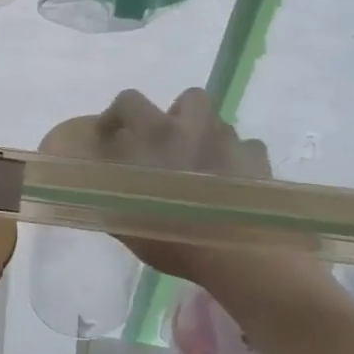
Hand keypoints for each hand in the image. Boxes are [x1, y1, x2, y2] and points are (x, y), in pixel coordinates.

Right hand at [93, 88, 325, 293]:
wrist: (238, 255)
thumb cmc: (174, 237)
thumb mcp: (125, 222)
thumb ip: (108, 197)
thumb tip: (94, 187)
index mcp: (157, 135)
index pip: (129, 102)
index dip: (115, 115)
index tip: (109, 135)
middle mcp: (196, 128)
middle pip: (189, 98)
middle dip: (178, 115)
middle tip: (169, 145)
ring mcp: (232, 142)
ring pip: (219, 124)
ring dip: (207, 139)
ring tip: (201, 169)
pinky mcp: (260, 162)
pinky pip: (247, 150)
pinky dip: (237, 161)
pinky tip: (231, 185)